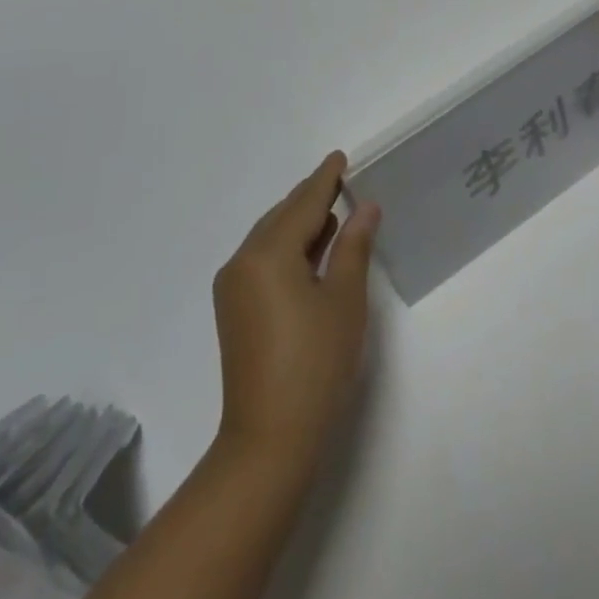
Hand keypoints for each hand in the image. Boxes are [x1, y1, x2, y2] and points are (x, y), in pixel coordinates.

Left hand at [212, 153, 379, 478]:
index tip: (340, 156)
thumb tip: (365, 208)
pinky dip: (288, 247)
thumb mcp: (344, 300)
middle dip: (311, 198)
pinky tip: (312, 249)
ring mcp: (233, 287)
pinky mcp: (234, 310)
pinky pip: (263, 259)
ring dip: (300, 223)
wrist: (268, 441)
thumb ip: (354, 246)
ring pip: (270, 237)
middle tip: (341, 180)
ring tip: (333, 211)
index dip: (325, 179)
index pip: (303, 203)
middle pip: (282, 216)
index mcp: (268, 253)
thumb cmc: (315, 365)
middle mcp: (242, 261)